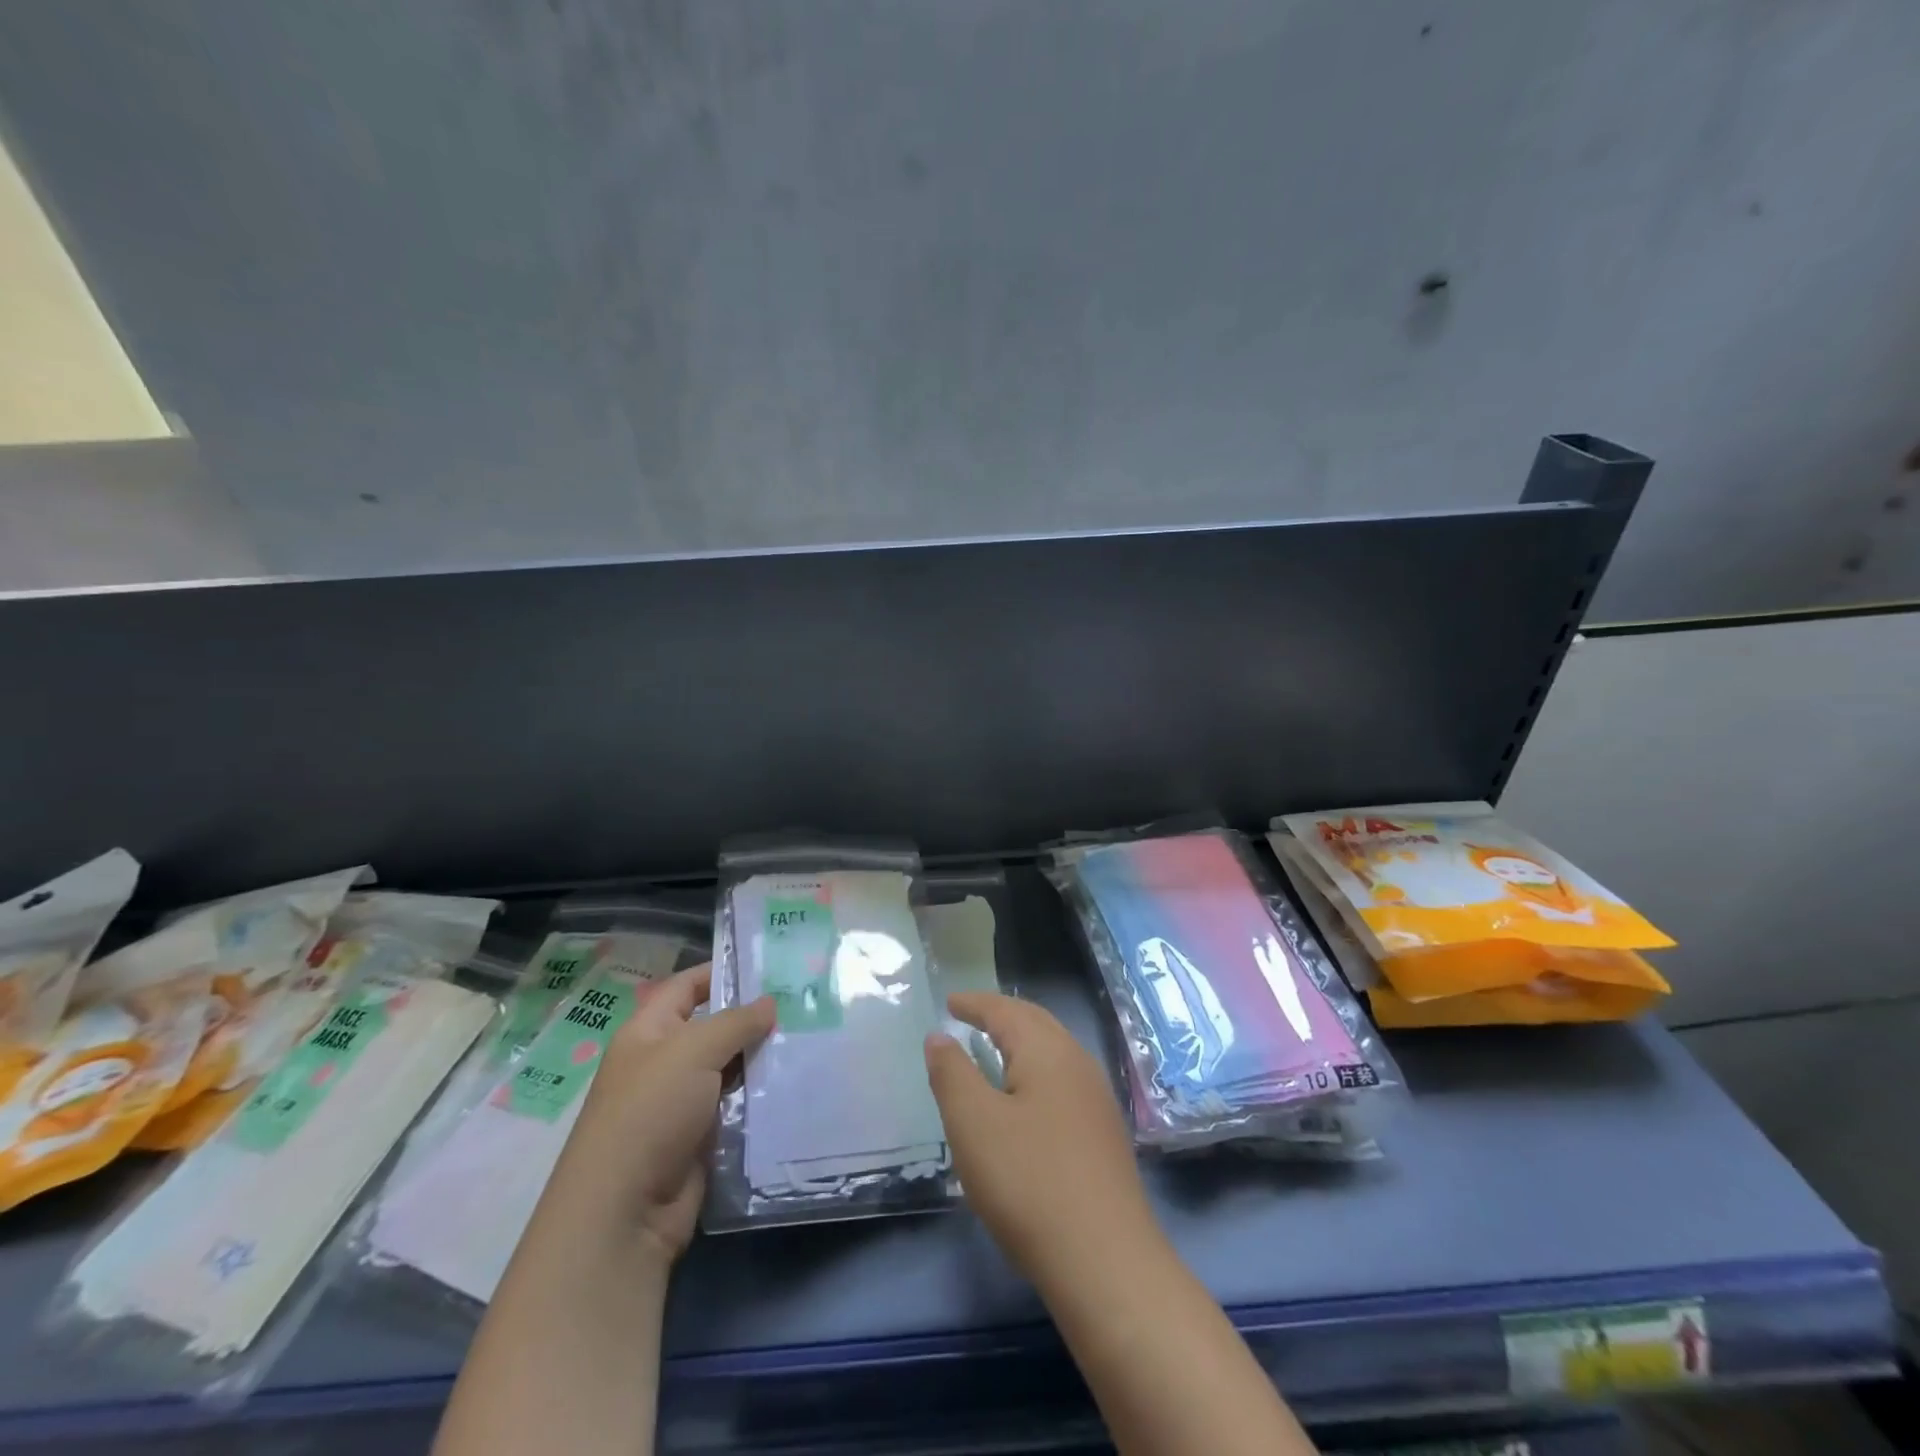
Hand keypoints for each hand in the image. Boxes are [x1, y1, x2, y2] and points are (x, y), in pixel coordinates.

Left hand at [539, 963, 774, 1265]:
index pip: (686, 987)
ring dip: (762, 1056)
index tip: (767, 964)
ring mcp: (682, 1102)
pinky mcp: (702, 1137)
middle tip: (802, 1001)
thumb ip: (736, 1021)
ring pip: (729, 1067)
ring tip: (809, 1036)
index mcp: (648, 1033)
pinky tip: (797, 1081)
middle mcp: (664, 1062)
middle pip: (713, 1026)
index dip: (720, 971)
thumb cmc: (650, 1113)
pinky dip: (761, 1094)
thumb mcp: (692, 1051)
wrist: (624, 1212)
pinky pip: (737, 1104)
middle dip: (753, 1015)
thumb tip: (770, 1002)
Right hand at [924, 992, 1163, 1290]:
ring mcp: (1096, 1098)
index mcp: (1047, 1050)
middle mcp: (1078, 1062)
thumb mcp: (973, 1124)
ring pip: (1053, 1051)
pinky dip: (1035, 1070)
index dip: (975, 1004)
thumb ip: (952, 1073)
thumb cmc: (1029, 1181)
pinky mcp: (1103, 1133)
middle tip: (971, 1016)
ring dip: (1022, 1042)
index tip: (950, 1002)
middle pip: (1036, 1023)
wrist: (1105, 1261)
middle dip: (1001, 1015)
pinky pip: (1062, 1079)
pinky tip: (1026, 1098)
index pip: (1006, 1011)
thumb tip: (940, 1036)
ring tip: (994, 1050)